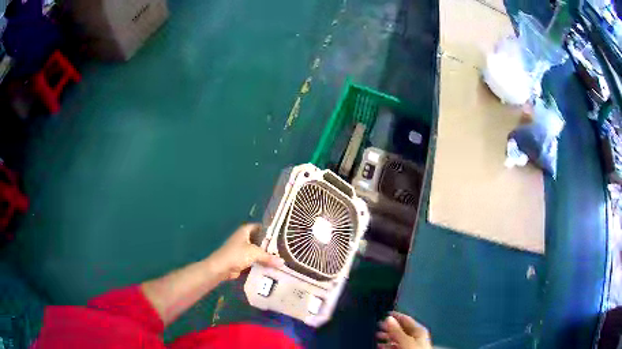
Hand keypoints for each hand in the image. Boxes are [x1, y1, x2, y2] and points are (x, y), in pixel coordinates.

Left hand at [211, 223, 283, 279]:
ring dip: (265, 256)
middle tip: (283, 249)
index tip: (280, 234)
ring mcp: (242, 250)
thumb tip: (282, 262)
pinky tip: (271, 267)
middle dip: (269, 245)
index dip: (268, 229)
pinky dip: (261, 264)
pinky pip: (254, 261)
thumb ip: (268, 257)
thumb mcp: (254, 253)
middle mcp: (243, 239)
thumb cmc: (236, 254)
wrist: (221, 268)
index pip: (259, 226)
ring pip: (257, 252)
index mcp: (245, 231)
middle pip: (259, 240)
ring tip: (280, 259)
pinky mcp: (241, 261)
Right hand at [377, 311, 431, 348]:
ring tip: (376, 337)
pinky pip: (395, 347)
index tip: (383, 314)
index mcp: (419, 330)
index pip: (405, 319)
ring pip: (397, 339)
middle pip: (400, 329)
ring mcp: (411, 345)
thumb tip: (388, 318)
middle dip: (388, 328)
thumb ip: (397, 330)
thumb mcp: (405, 341)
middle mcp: (416, 337)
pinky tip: (380, 347)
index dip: (395, 316)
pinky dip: (387, 346)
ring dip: (386, 338)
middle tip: (377, 326)